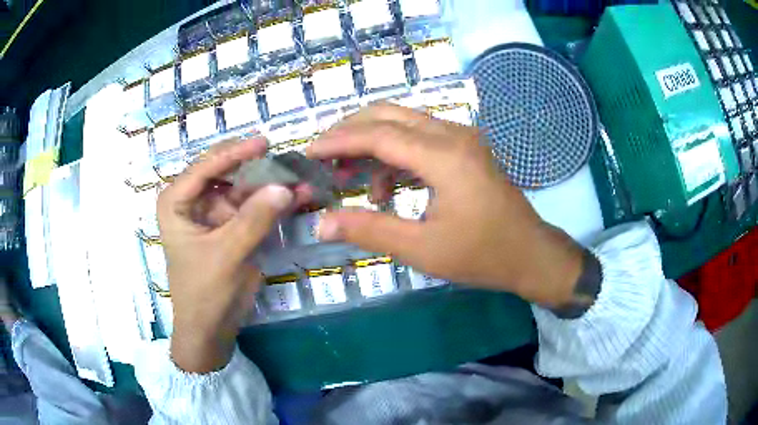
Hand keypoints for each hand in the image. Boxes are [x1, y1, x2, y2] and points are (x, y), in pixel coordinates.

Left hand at [157, 138, 304, 372]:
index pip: (205, 167)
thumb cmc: (204, 292)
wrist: (210, 329)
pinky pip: (254, 208)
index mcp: (177, 201)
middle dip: (257, 169)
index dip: (234, 154)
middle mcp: (194, 200)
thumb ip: (253, 220)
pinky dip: (274, 204)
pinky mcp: (231, 227)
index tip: (264, 143)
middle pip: (227, 174)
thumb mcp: (226, 255)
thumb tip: (285, 186)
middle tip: (287, 161)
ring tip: (300, 180)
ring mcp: (214, 213)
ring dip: (271, 186)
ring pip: (245, 189)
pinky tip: (296, 198)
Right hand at [307, 105, 584, 306]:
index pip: (378, 134)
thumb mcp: (421, 249)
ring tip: (351, 179)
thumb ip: (368, 230)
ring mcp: (462, 138)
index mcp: (444, 156)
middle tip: (323, 156)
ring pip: (404, 123)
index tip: (308, 153)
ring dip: (372, 144)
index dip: (338, 141)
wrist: (529, 254)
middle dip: (350, 131)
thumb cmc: (481, 254)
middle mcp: (453, 135)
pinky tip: (387, 189)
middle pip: (389, 115)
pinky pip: (420, 138)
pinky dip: (395, 155)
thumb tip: (321, 224)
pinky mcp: (465, 148)